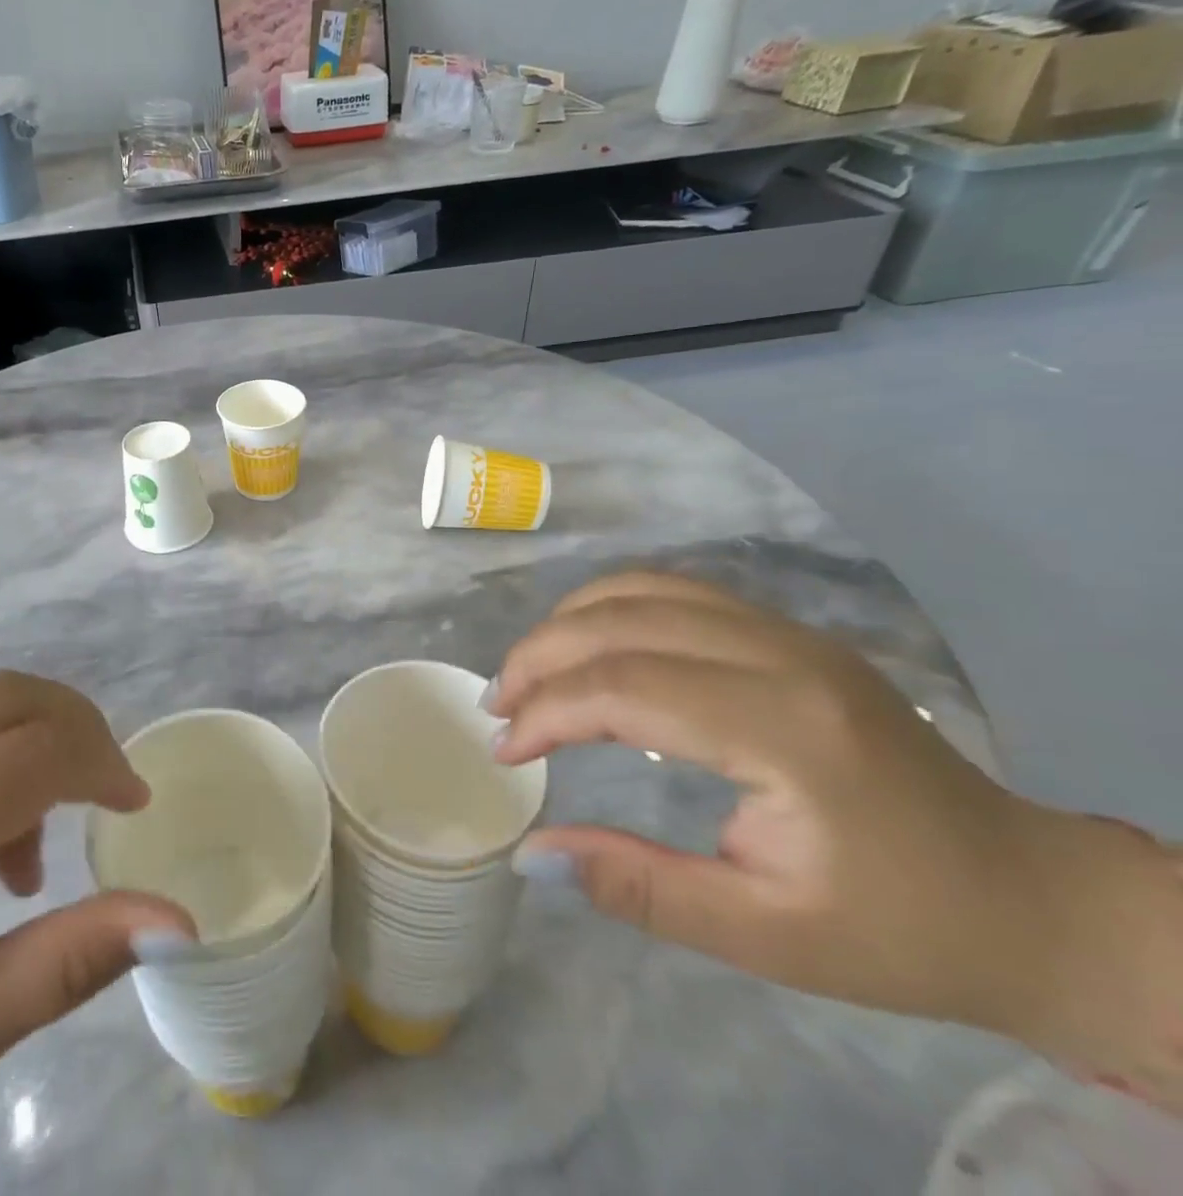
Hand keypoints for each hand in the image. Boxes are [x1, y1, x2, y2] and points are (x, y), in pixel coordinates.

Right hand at [490, 572, 1180, 1074]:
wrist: (1029, 896)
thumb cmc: (901, 930)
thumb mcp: (766, 937)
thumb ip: (639, 888)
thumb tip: (529, 853)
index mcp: (784, 729)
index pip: (625, 687)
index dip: (547, 712)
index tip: (506, 753)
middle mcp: (781, 654)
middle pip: (619, 621)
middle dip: (539, 657)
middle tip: (497, 706)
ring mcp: (787, 631)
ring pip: (639, 589)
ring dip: (566, 624)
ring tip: (529, 675)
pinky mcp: (784, 631)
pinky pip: (670, 591)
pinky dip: (606, 610)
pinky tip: (587, 650)